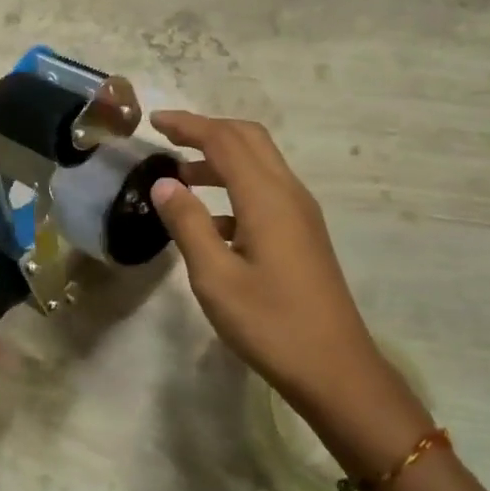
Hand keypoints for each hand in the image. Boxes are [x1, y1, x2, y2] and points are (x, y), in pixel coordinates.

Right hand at [148, 112, 407, 438]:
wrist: (336, 370)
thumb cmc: (271, 324)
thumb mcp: (215, 277)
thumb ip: (188, 224)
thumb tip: (163, 183)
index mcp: (266, 197)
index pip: (223, 140)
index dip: (188, 125)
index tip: (153, 121)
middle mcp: (288, 193)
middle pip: (248, 139)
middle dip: (207, 131)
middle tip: (167, 137)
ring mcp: (300, 213)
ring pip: (259, 163)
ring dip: (220, 159)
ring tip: (179, 177)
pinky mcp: (303, 234)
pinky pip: (265, 190)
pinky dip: (234, 187)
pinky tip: (210, 221)